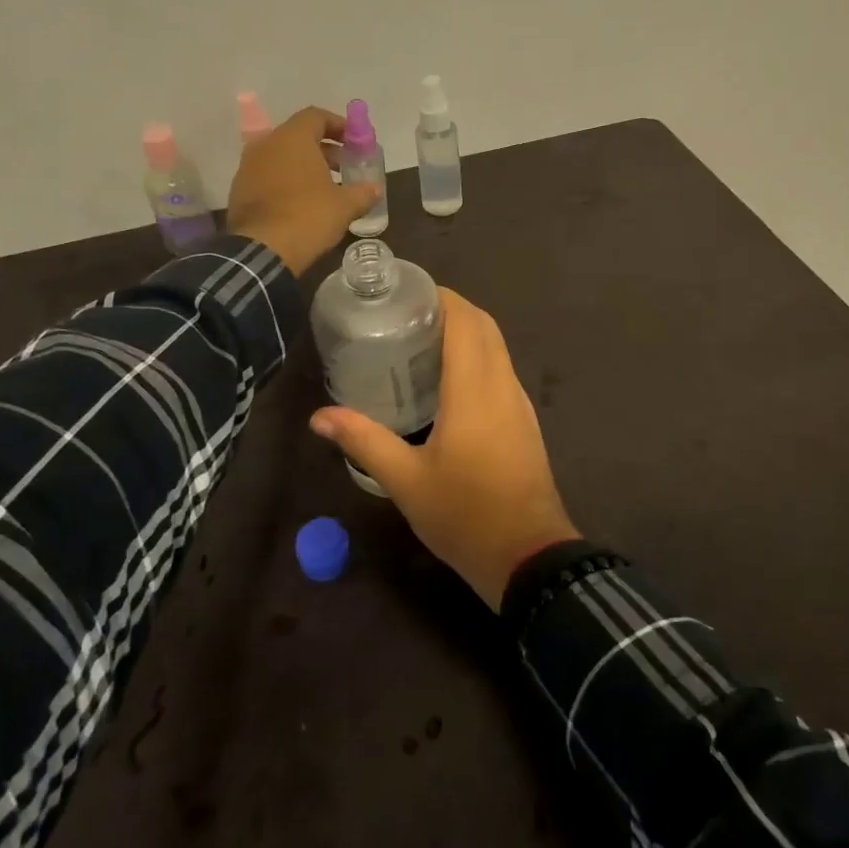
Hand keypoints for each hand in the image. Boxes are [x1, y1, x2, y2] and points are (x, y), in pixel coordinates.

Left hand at [226, 106, 380, 274]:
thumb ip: (363, 192)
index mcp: (292, 138)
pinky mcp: (239, 189)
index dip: (338, 125)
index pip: (316, 116)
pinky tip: (301, 202)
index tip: (353, 142)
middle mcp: (266, 144)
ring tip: (324, 187)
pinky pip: (267, 175)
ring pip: (281, 156)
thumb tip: (375, 188)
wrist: (262, 249)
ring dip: (303, 166)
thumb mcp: (344, 206)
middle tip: (343, 167)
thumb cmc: (308, 217)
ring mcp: (248, 166)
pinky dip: (286, 181)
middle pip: (298, 136)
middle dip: (323, 149)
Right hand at [309, 289, 577, 609]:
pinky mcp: (524, 421)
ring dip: (467, 333)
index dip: (440, 296)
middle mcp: (503, 385)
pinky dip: (478, 357)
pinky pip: (501, 371)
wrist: (528, 556)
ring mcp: (519, 403)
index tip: (406, 292)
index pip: (465, 320)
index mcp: (475, 388)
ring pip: (497, 348)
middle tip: (406, 315)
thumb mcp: (405, 480)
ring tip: (421, 340)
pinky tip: (448, 381)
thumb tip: (320, 417)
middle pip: (484, 326)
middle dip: (450, 309)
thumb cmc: (464, 514)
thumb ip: (363, 441)